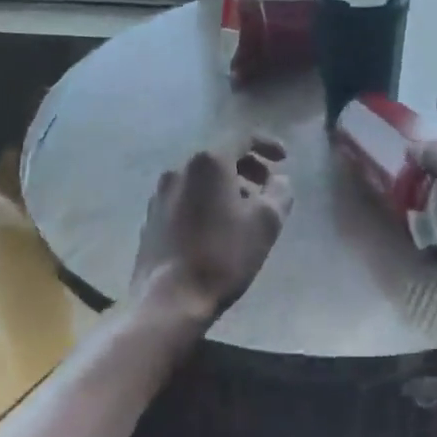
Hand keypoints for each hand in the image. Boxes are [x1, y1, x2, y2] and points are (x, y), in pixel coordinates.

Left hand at [131, 136, 293, 326]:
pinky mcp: (152, 215)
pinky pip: (186, 194)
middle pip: (219, 155)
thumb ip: (279, 192)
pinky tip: (217, 226)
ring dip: (227, 184)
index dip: (267, 144)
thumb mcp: (266, 223)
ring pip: (201, 176)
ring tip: (245, 210)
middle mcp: (180, 167)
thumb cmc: (223, 255)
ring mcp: (161, 192)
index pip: (242, 137)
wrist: (168, 299)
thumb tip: (279, 179)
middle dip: (248, 166)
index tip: (284, 159)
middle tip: (267, 186)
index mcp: (208, 162)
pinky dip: (206, 199)